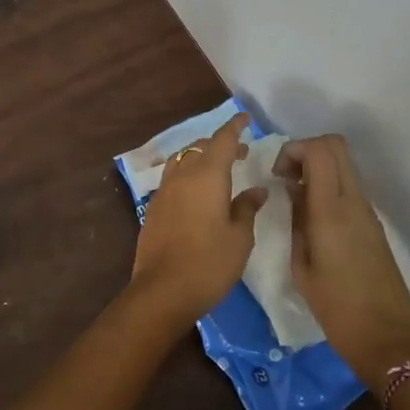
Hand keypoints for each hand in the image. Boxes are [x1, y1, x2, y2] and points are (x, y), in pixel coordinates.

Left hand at [130, 112, 266, 319]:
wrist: (162, 290)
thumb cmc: (209, 263)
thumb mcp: (239, 238)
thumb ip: (247, 209)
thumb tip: (256, 191)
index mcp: (207, 176)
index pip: (222, 140)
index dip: (234, 127)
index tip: (245, 119)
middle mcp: (182, 176)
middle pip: (200, 147)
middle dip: (220, 144)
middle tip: (240, 153)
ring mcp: (164, 191)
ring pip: (182, 160)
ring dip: (200, 157)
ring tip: (217, 169)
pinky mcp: (153, 208)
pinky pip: (172, 178)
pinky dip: (187, 174)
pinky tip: (197, 192)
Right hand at [275, 135, 409, 391]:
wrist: (388, 340)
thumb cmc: (336, 308)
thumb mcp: (302, 266)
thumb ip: (296, 221)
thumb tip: (293, 191)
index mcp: (332, 211)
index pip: (320, 150)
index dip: (293, 149)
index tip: (277, 175)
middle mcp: (354, 202)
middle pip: (336, 147)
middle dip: (305, 151)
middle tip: (285, 178)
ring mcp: (368, 212)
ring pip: (344, 165)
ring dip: (318, 168)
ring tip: (295, 197)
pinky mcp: (373, 225)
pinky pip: (349, 187)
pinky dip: (329, 186)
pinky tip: (312, 216)